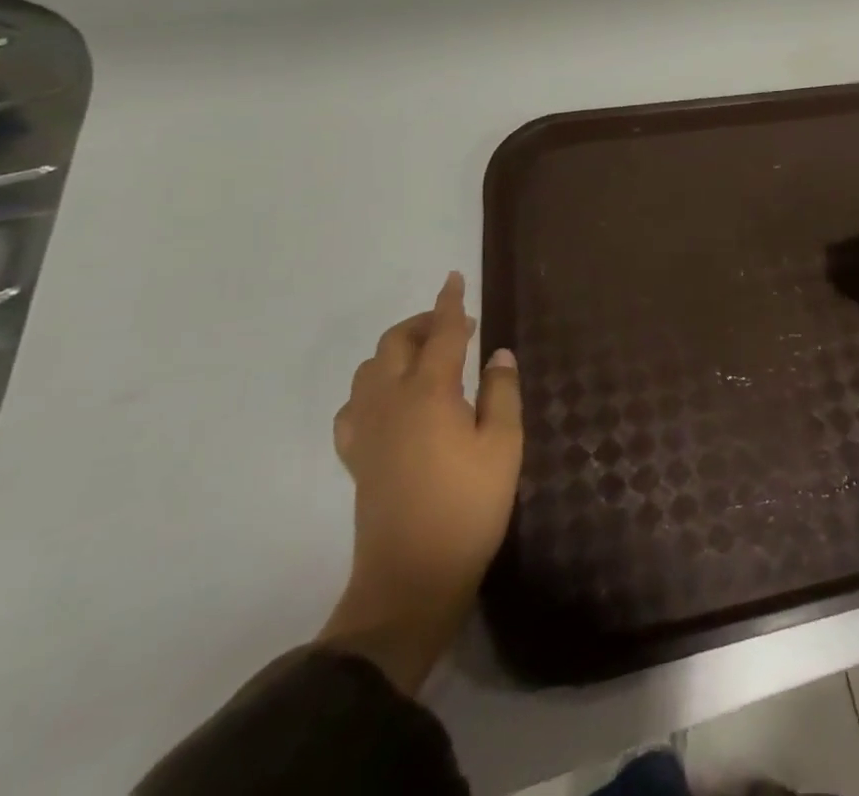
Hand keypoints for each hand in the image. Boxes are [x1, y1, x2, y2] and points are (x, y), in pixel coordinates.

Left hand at [318, 272, 521, 692]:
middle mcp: (390, 402)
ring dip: (396, 352)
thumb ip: (501, 392)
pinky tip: (392, 403)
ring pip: (368, 370)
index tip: (454, 278)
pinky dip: (372, 388)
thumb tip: (497, 354)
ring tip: (428, 360)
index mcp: (429, 393)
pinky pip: (354, 406)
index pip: (442, 333)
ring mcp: (367, 431)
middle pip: (395, 343)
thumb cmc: (469, 507)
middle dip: (422, 324)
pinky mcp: (357, 458)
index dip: (450, 303)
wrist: (411, 579)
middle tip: (455, 327)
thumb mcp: (504, 446)